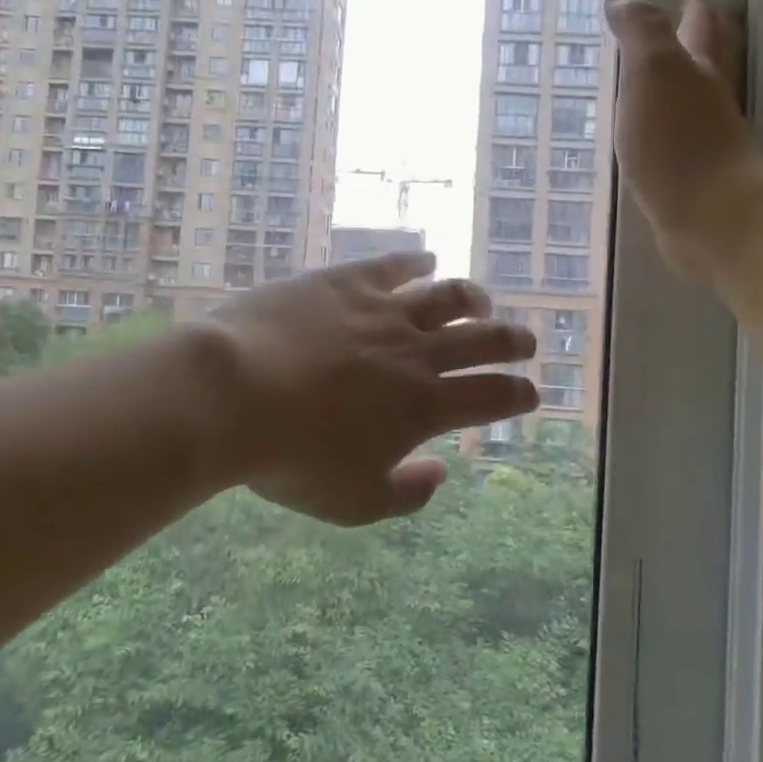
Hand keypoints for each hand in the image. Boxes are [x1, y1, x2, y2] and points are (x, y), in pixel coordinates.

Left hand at [200, 253, 538, 525]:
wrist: (231, 394)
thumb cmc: (291, 458)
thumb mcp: (353, 502)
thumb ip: (407, 494)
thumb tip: (439, 472)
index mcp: (424, 406)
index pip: (491, 396)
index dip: (518, 395)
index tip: (530, 393)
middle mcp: (416, 352)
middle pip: (483, 339)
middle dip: (512, 341)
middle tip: (526, 342)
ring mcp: (382, 311)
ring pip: (446, 296)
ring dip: (473, 299)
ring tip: (483, 302)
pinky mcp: (346, 282)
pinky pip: (393, 265)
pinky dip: (416, 261)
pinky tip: (427, 259)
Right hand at [606, 0, 762, 279]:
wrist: (710, 218)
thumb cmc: (678, 140)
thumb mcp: (653, 72)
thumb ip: (640, 33)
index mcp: (701, 70)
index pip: (700, 28)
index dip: (693, 11)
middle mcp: (711, 102)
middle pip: (712, 62)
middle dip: (703, 43)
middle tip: (690, 28)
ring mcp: (707, 143)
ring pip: (697, 103)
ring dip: (685, 88)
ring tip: (663, 82)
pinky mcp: (695, 180)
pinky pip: (680, 143)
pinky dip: (670, 132)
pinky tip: (655, 139)